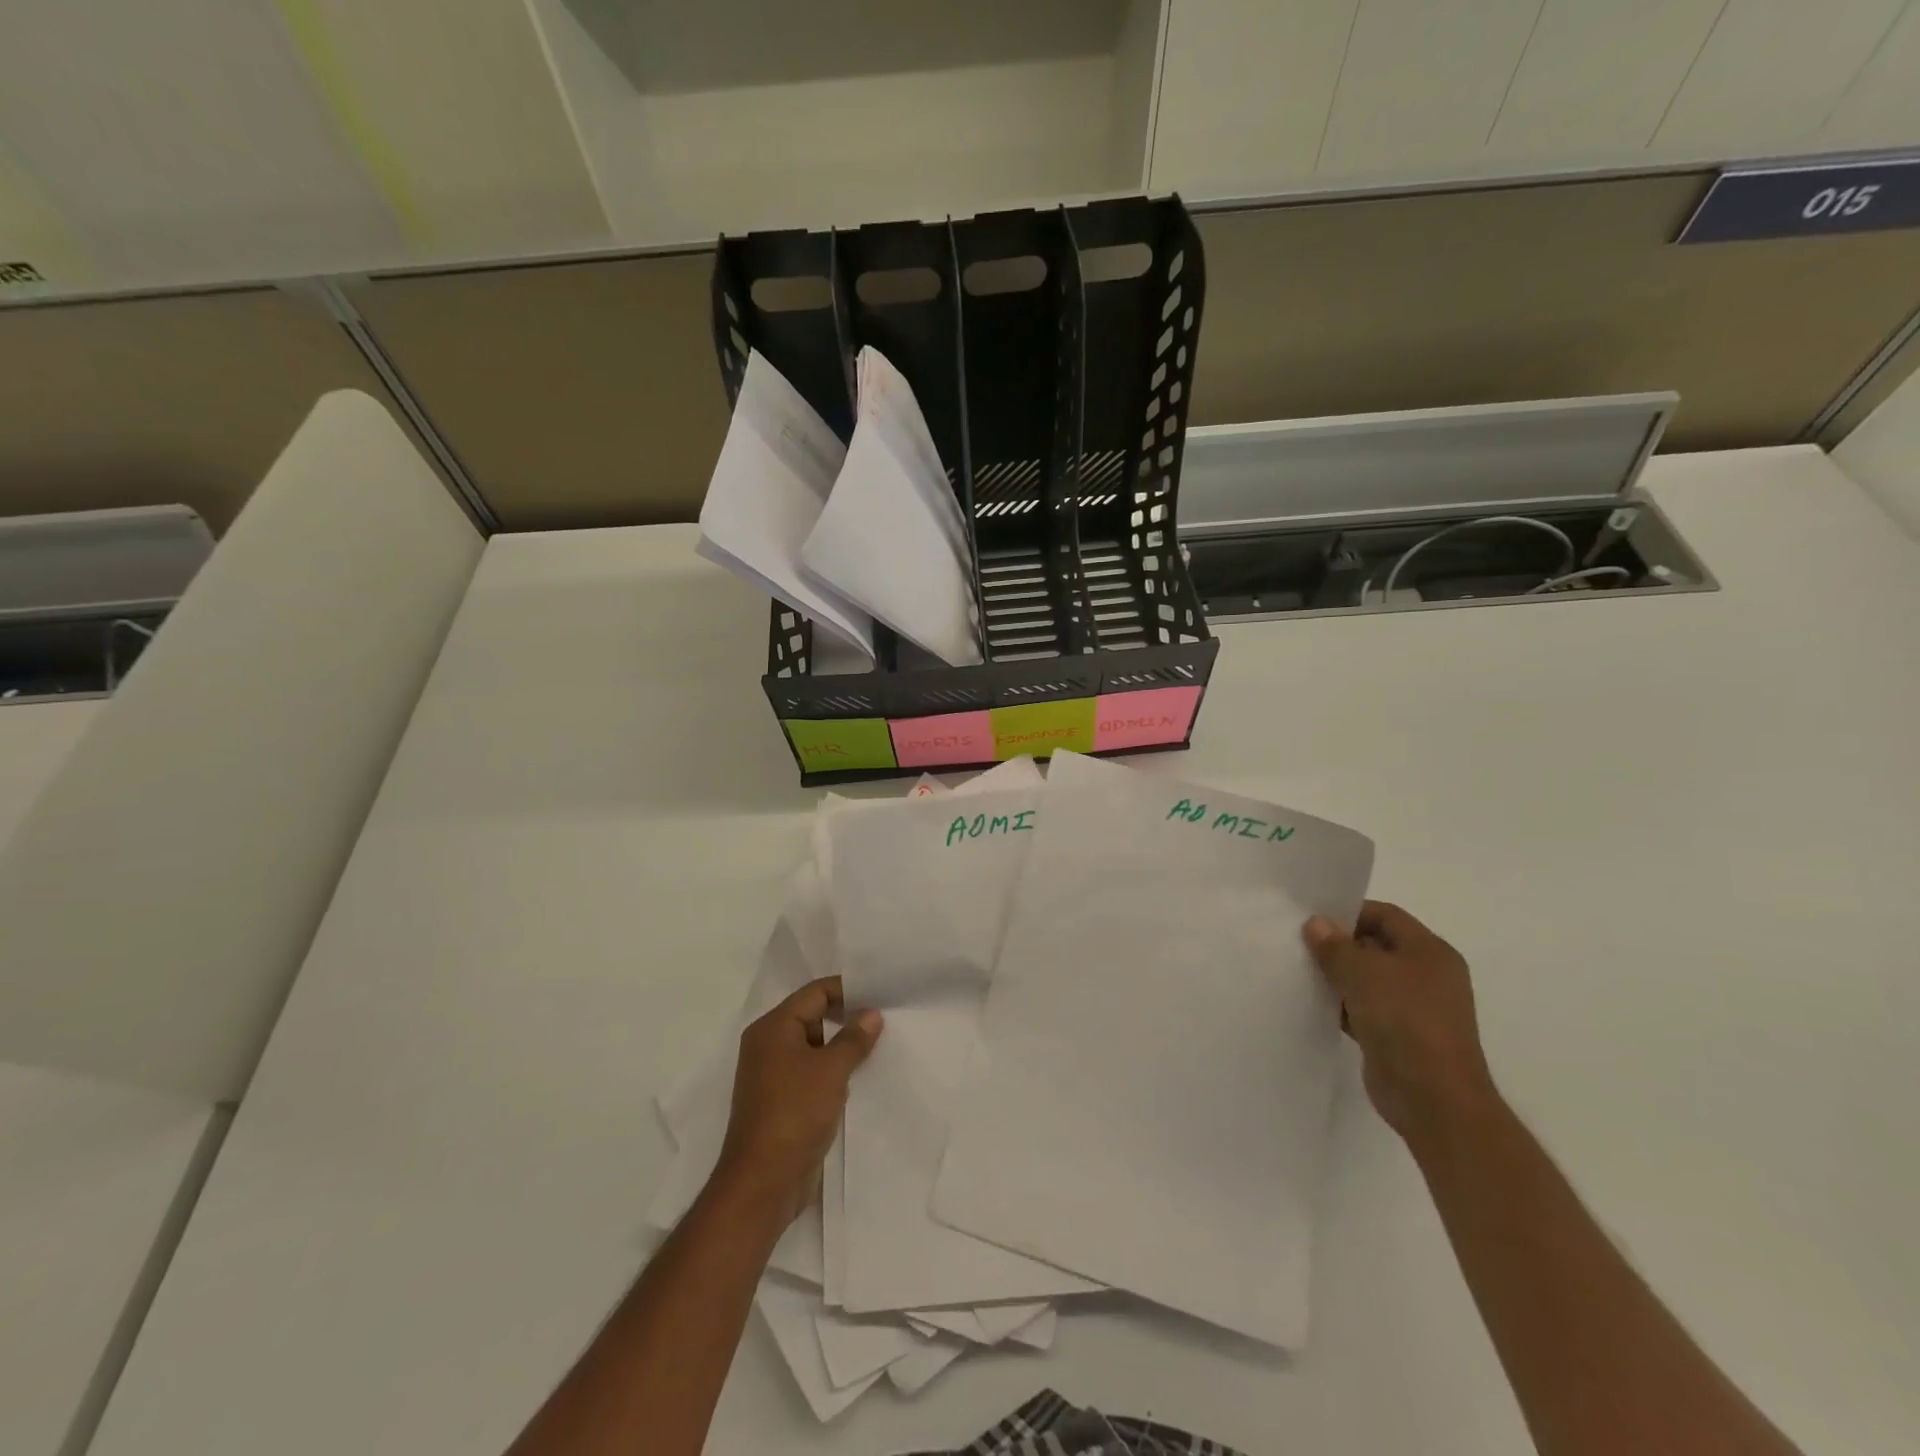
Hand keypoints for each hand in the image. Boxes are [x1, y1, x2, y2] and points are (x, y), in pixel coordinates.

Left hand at [714, 976, 881, 1225]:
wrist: (763, 1184)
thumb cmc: (794, 1114)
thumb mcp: (831, 1071)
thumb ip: (853, 1038)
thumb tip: (872, 1013)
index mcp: (773, 1028)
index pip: (815, 993)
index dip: (847, 990)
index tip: (881, 993)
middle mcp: (768, 1045)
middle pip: (813, 1016)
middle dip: (847, 1017)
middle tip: (884, 1018)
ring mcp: (772, 1075)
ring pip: (814, 1046)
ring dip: (841, 1047)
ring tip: (878, 1046)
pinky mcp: (781, 1101)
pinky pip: (811, 1072)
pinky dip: (832, 1071)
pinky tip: (859, 1078)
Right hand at [1303, 902, 1497, 1145]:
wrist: (1433, 1098)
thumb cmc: (1404, 1020)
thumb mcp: (1363, 973)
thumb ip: (1335, 946)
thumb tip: (1315, 924)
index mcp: (1430, 952)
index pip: (1385, 915)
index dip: (1349, 913)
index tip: (1312, 920)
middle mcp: (1427, 975)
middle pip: (1375, 946)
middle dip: (1339, 945)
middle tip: (1300, 945)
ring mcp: (1415, 1008)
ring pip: (1368, 980)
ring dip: (1337, 977)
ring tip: (1300, 972)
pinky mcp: (1399, 1036)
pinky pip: (1365, 1009)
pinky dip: (1342, 1006)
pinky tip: (1315, 1004)